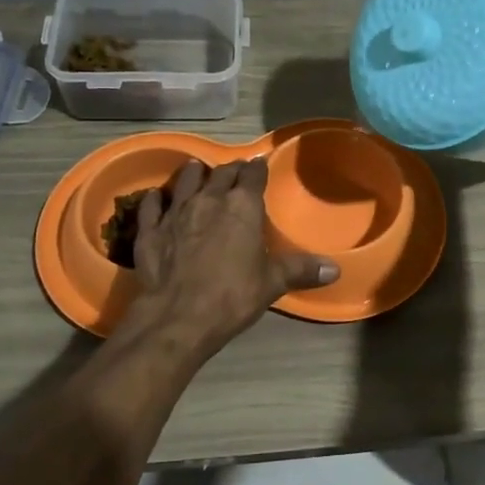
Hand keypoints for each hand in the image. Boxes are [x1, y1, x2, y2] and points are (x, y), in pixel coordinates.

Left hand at [127, 158, 338, 358]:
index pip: (252, 175)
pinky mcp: (150, 229)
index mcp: (242, 206)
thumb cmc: (233, 295)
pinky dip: (156, 199)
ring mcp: (175, 212)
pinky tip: (157, 198)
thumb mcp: (273, 282)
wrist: (179, 316)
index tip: (259, 167)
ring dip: (194, 174)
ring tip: (198, 172)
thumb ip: (301, 270)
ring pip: (186, 180)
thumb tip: (335, 270)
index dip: (257, 169)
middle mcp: (208, 199)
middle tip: (234, 173)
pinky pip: (152, 205)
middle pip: (220, 173)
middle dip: (230, 171)